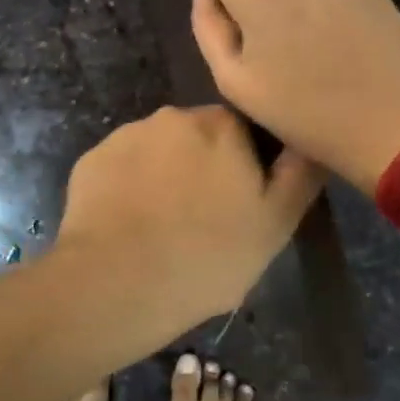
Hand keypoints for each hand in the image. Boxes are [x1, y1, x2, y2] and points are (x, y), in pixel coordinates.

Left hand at [55, 104, 321, 328]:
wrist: (114, 283)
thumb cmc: (207, 256)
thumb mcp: (275, 224)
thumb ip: (299, 174)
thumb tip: (308, 140)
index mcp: (221, 125)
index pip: (243, 130)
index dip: (244, 166)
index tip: (239, 203)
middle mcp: (173, 117)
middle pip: (197, 138)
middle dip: (201, 168)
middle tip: (202, 220)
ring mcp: (126, 136)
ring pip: (157, 152)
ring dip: (163, 177)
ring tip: (161, 228)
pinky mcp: (91, 160)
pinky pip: (121, 169)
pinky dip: (128, 189)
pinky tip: (128, 227)